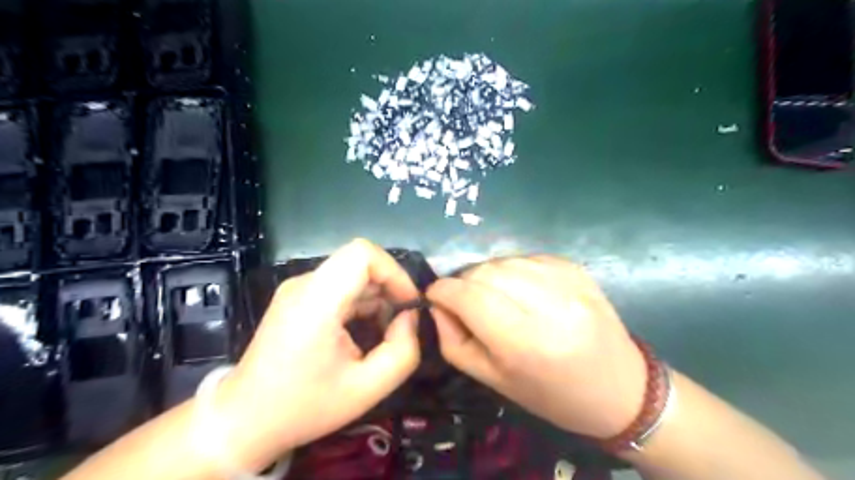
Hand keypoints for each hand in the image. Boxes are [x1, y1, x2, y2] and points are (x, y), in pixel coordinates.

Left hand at [215, 237, 421, 466]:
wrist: (243, 420)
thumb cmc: (304, 407)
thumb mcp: (367, 389)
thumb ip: (403, 351)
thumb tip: (410, 318)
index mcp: (317, 301)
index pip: (362, 253)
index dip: (394, 272)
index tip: (408, 303)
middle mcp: (304, 284)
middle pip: (360, 262)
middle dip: (389, 287)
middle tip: (401, 323)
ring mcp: (297, 289)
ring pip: (351, 273)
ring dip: (376, 296)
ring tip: (384, 332)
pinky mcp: (296, 297)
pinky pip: (338, 286)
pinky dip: (360, 302)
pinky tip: (363, 331)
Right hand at [428, 257, 648, 439]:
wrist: (620, 388)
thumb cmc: (552, 395)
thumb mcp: (494, 381)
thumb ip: (454, 342)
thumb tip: (437, 306)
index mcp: (527, 343)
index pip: (469, 297)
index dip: (443, 291)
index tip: (434, 295)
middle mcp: (549, 305)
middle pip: (484, 272)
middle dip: (463, 283)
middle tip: (464, 301)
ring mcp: (567, 281)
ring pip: (503, 260)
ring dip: (487, 275)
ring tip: (493, 297)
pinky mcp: (576, 268)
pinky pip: (525, 257)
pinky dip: (512, 270)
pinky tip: (520, 290)